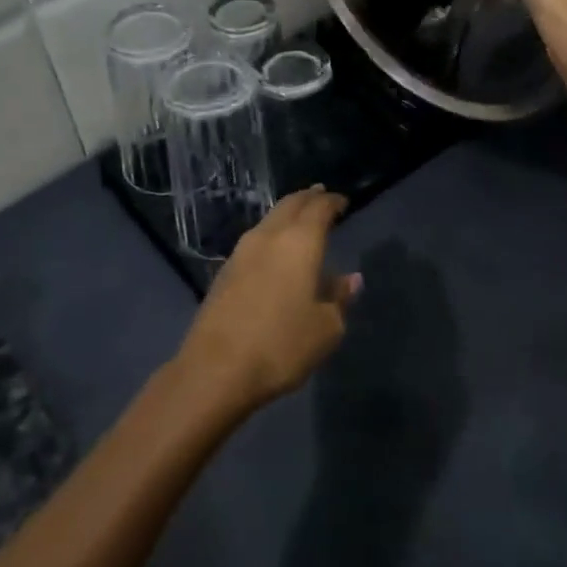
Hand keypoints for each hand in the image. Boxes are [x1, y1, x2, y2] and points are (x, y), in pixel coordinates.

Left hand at [174, 188, 361, 413]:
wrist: (216, 369)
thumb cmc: (281, 345)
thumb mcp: (325, 328)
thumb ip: (339, 298)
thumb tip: (350, 279)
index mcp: (299, 242)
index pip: (319, 208)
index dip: (332, 202)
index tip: (342, 202)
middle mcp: (269, 236)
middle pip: (290, 204)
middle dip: (308, 198)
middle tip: (322, 197)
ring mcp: (241, 251)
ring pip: (269, 220)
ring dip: (287, 215)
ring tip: (300, 221)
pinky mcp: (225, 271)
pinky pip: (256, 240)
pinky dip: (272, 235)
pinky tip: (276, 251)